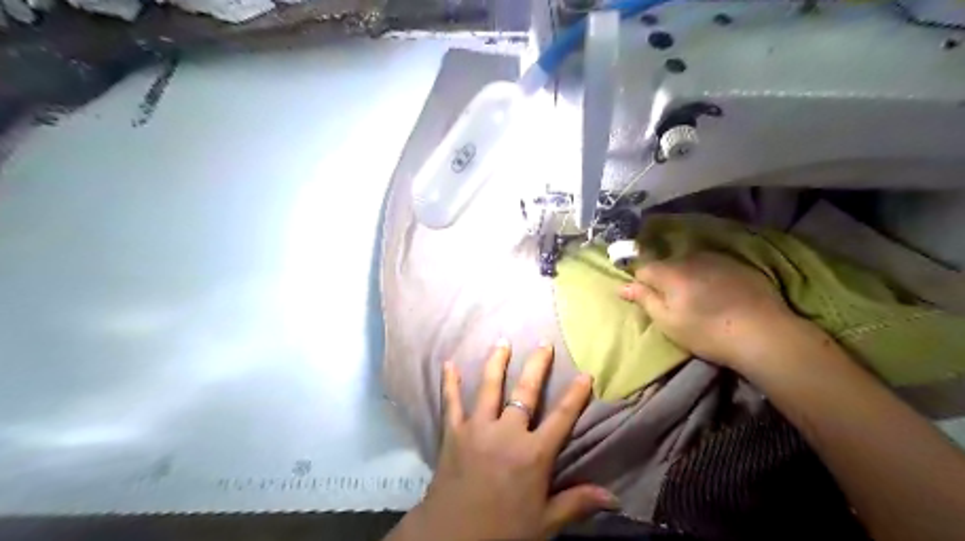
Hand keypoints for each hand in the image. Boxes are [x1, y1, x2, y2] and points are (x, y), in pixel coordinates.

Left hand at [389, 340, 617, 538]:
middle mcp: (507, 433)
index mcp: (534, 454)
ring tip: (503, 342)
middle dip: (537, 365)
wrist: (452, 539)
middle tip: (543, 343)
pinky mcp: (454, 432)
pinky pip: (451, 402)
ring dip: (496, 362)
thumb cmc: (503, 531)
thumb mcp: (545, 522)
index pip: (562, 417)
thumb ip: (577, 503)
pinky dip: (449, 383)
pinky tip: (449, 364)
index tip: (585, 373)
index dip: (576, 394)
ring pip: (489, 387)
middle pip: (526, 392)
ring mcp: (478, 428)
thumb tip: (615, 498)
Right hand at [622, 252, 803, 369]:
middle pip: (667, 264)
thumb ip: (644, 299)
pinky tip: (719, 294)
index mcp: (670, 272)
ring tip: (698, 298)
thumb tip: (622, 286)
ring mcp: (717, 259)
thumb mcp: (668, 322)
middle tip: (673, 302)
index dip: (640, 282)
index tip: (646, 298)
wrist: (764, 334)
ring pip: (690, 263)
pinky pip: (712, 266)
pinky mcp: (738, 265)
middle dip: (665, 278)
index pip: (643, 268)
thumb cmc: (707, 332)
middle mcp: (691, 258)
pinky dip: (708, 276)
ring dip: (687, 276)